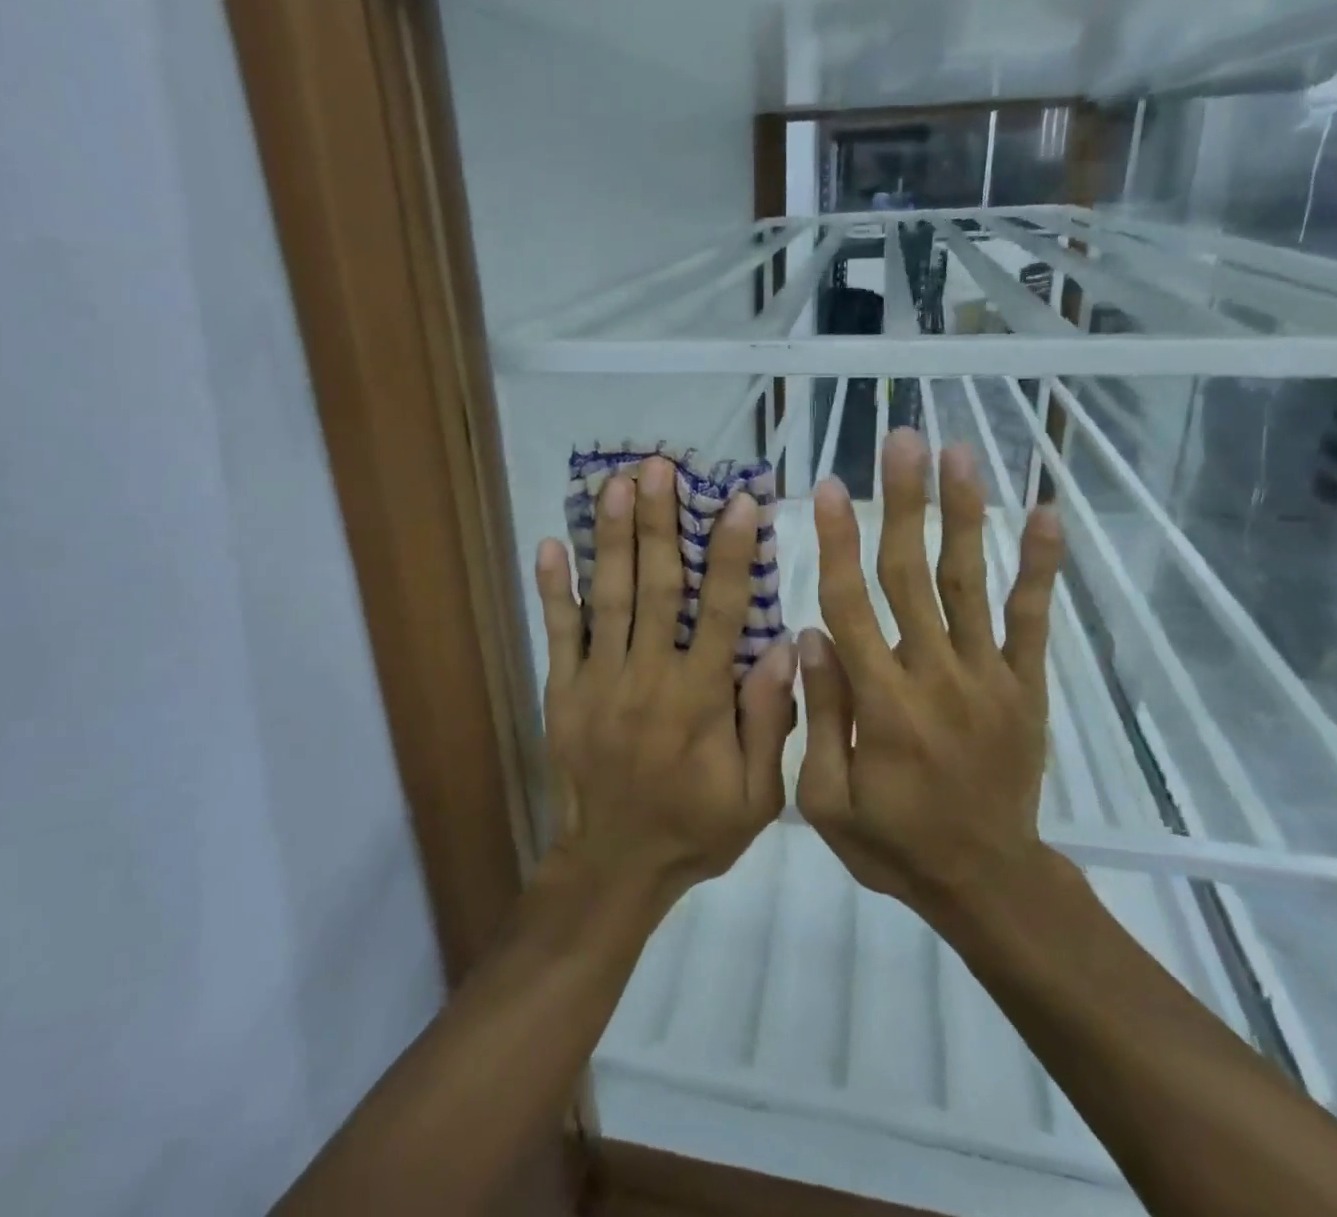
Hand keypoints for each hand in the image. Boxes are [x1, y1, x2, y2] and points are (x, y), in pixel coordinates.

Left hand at [534, 456, 796, 913]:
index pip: (719, 611)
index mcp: (700, 698)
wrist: (612, 869)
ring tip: (614, 485)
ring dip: (611, 537)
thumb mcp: (757, 796)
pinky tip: (549, 544)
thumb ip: (769, 721)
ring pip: (607, 597)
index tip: (739, 502)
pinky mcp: (562, 691)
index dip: (730, 554)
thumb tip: (786, 647)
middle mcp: (648, 677)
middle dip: (658, 522)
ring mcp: (598, 680)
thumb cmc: (694, 829)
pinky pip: (558, 632)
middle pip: (656, 587)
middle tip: (658, 467)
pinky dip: (553, 588)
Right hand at [796, 429, 1064, 915]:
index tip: (826, 486)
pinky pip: (1034, 619)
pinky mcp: (1027, 685)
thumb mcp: (827, 801)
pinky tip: (1045, 514)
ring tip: (958, 453)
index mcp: (882, 703)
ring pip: (969, 581)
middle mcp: (936, 675)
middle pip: (912, 574)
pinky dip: (1040, 566)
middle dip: (904, 501)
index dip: (837, 542)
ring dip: (964, 513)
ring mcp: (989, 676)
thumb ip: (821, 715)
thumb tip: (813, 632)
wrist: (988, 884)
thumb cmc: (895, 843)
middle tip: (901, 440)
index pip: (852, 605)